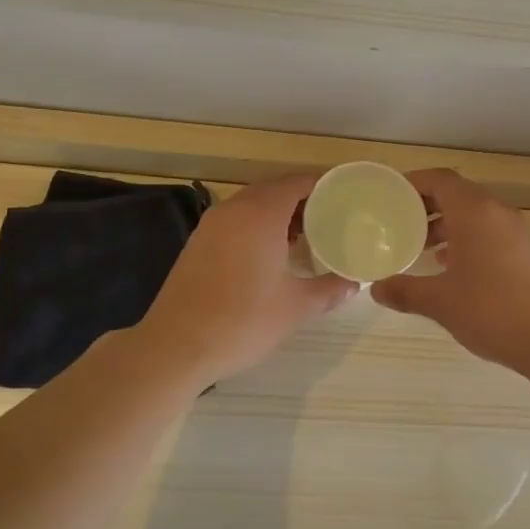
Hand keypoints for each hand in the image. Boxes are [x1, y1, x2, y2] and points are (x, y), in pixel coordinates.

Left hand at [137, 175, 355, 383]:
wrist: (176, 345)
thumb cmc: (242, 320)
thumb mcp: (295, 307)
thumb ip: (328, 290)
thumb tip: (353, 284)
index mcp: (261, 213)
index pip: (297, 183)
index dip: (323, 187)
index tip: (344, 199)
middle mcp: (234, 209)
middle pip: (274, 190)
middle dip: (301, 201)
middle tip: (328, 221)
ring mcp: (211, 225)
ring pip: (252, 205)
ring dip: (277, 214)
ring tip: (303, 239)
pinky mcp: (197, 243)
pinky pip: (235, 221)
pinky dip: (255, 226)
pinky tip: (268, 255)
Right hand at [371, 169, 529, 379]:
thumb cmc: (492, 310)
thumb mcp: (440, 302)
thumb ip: (406, 291)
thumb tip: (377, 289)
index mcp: (474, 212)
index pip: (440, 180)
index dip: (414, 183)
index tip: (391, 196)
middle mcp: (498, 213)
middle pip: (458, 195)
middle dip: (428, 207)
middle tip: (402, 225)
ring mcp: (519, 232)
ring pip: (477, 216)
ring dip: (450, 226)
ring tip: (425, 248)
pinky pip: (493, 234)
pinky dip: (470, 241)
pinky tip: (456, 269)